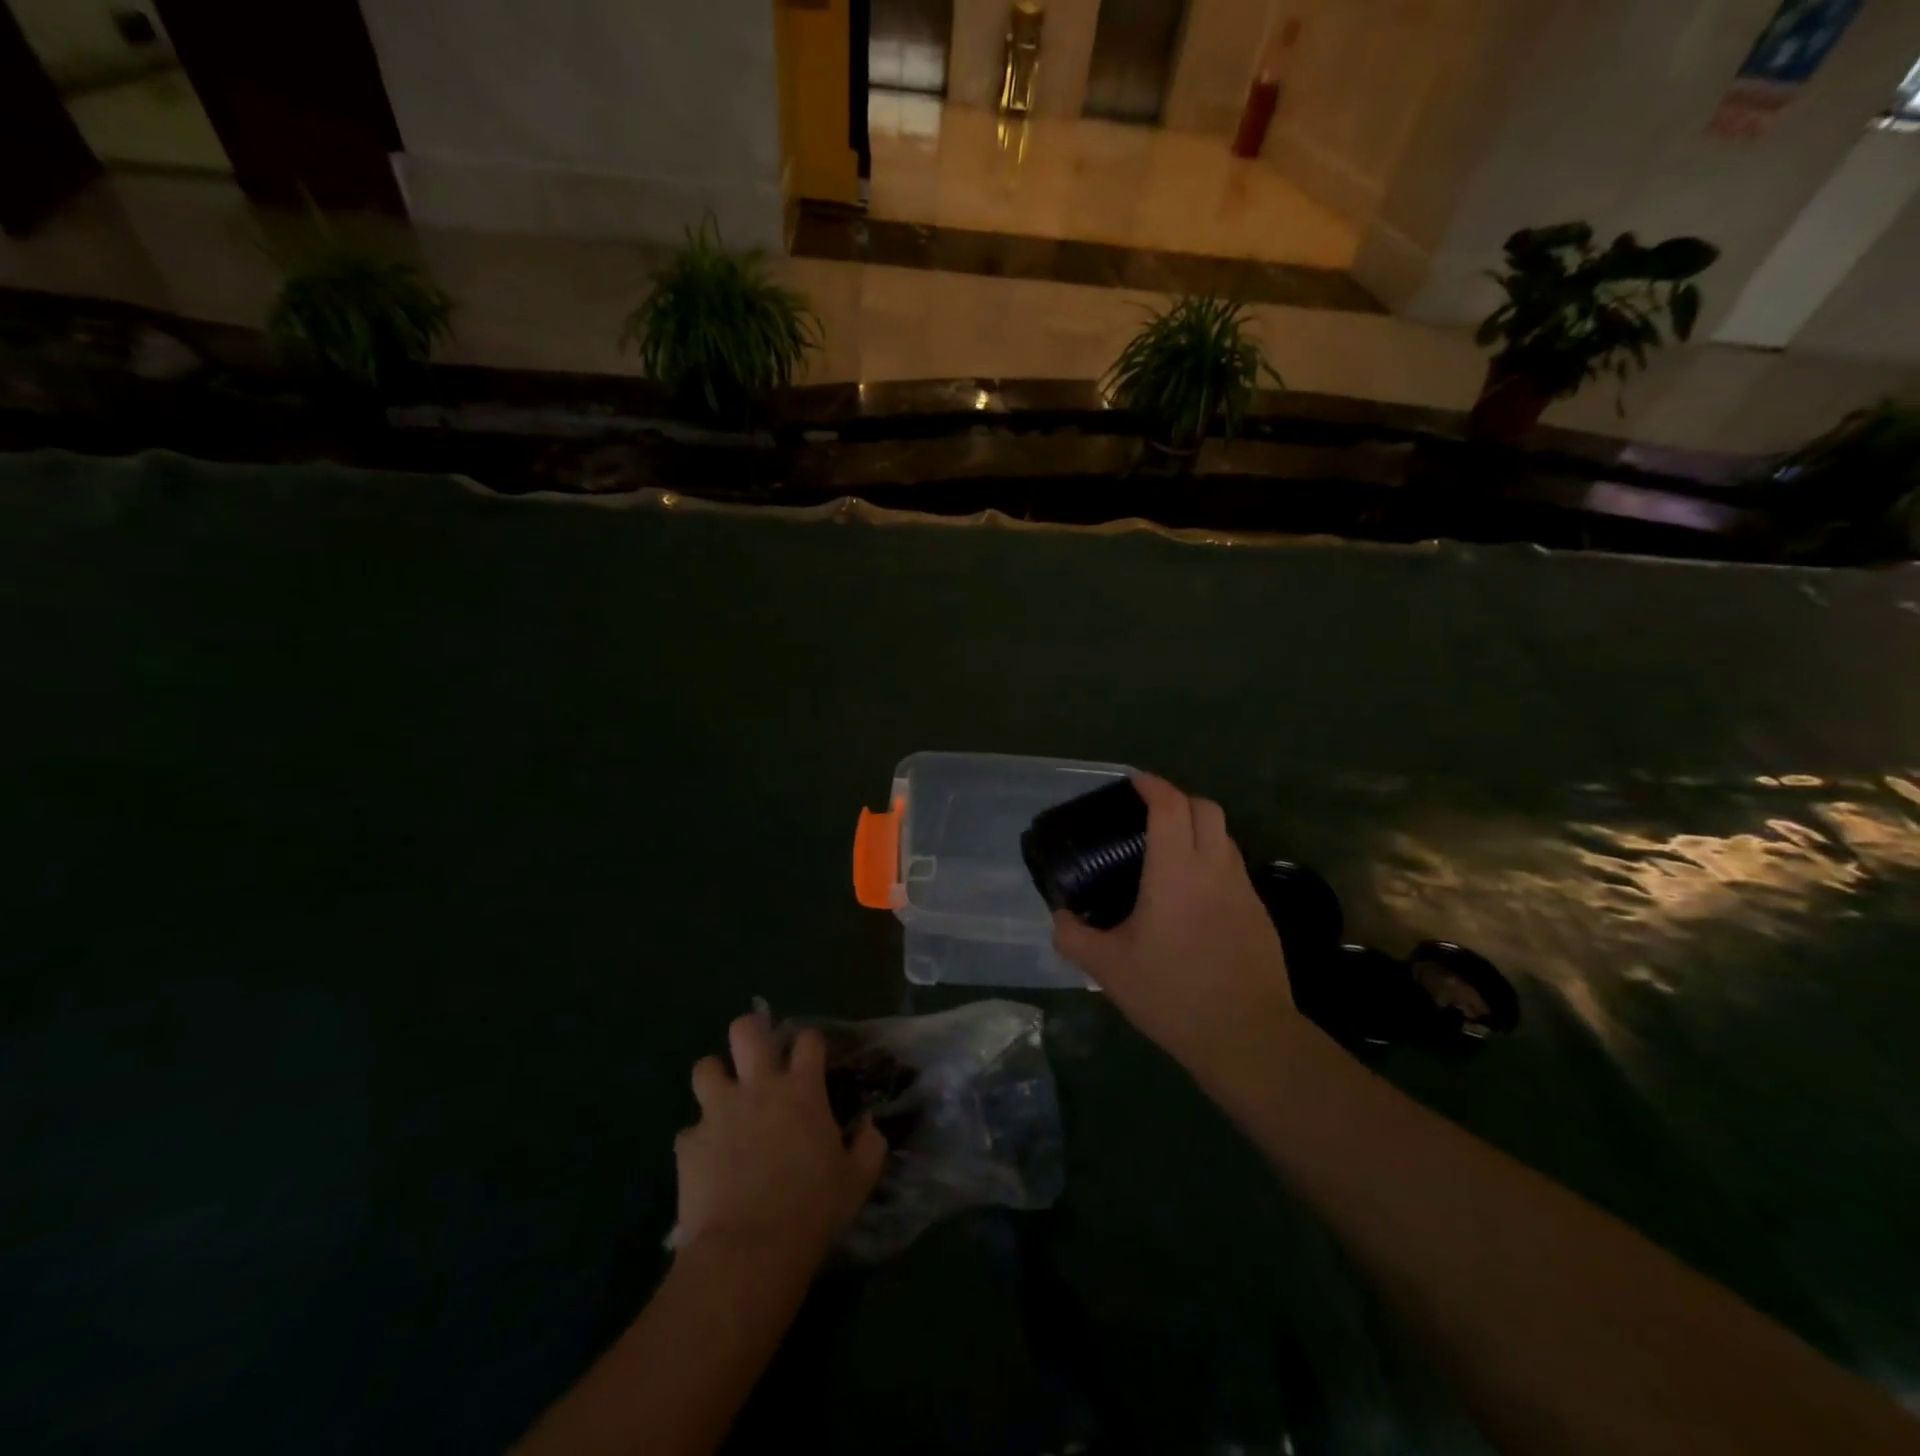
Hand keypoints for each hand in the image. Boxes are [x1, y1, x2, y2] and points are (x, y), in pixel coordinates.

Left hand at [676, 1011, 886, 1269]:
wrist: (748, 1253)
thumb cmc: (811, 1211)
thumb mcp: (858, 1180)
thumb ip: (869, 1144)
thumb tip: (868, 1124)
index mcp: (802, 1090)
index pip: (808, 1039)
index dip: (810, 1044)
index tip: (811, 1059)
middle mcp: (758, 1088)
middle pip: (746, 1030)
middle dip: (751, 1031)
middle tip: (757, 1052)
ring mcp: (719, 1112)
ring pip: (706, 1067)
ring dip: (716, 1079)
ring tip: (725, 1100)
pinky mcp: (688, 1143)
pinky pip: (689, 1130)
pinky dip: (699, 1140)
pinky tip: (708, 1161)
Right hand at [1053, 773, 1300, 1084]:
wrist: (1247, 1037)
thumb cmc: (1173, 994)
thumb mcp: (1109, 968)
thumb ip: (1075, 936)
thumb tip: (1060, 917)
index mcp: (1176, 871)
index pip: (1170, 806)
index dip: (1152, 785)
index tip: (1134, 782)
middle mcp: (1214, 869)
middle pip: (1205, 808)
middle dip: (1178, 799)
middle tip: (1150, 814)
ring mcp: (1243, 890)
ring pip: (1225, 837)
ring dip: (1199, 829)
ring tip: (1170, 852)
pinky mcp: (1260, 914)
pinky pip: (1234, 868)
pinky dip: (1213, 861)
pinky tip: (1193, 896)